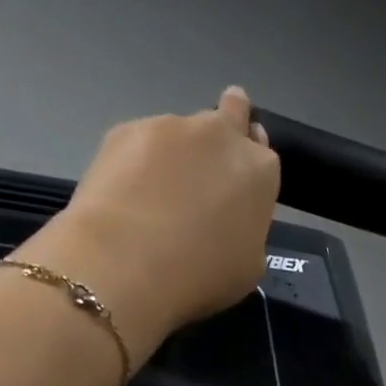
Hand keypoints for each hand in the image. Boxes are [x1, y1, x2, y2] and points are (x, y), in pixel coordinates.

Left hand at [28, 86, 280, 359]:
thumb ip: (247, 230)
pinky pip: (139, 141)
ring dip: (175, 152)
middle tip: (204, 169)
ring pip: (181, 130)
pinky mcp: (126, 129)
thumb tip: (230, 223)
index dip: (247, 167)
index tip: (234, 188)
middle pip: (233, 109)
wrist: (127, 264)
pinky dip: (135, 161)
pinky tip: (123, 195)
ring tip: (152, 196)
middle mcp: (221, 134)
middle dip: (223, 130)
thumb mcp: (248, 267)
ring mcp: (171, 126)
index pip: (262, 150)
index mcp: (259, 170)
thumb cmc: (201, 276)